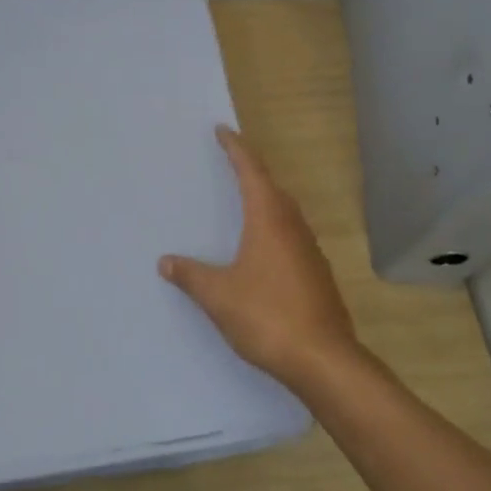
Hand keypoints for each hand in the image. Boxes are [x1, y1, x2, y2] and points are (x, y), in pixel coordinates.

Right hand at [160, 125, 359, 395]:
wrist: (324, 360)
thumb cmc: (267, 317)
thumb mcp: (218, 296)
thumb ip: (191, 276)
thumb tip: (166, 262)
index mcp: (269, 220)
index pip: (251, 171)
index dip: (236, 148)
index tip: (223, 130)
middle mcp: (293, 228)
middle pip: (272, 187)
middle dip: (251, 171)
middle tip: (230, 162)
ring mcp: (310, 251)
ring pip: (286, 213)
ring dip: (266, 199)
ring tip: (244, 201)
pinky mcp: (317, 275)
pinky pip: (292, 236)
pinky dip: (274, 228)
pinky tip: (262, 249)